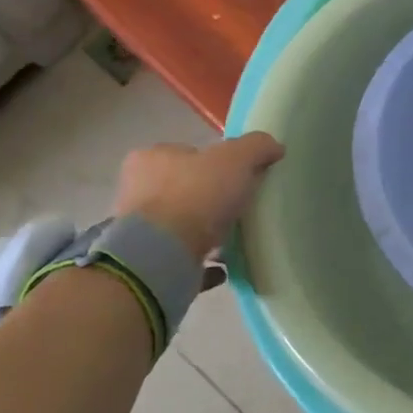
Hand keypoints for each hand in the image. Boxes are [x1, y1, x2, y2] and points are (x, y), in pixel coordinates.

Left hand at [113, 133, 284, 258]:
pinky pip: (183, 257)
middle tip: (239, 206)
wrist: (163, 255)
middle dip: (210, 198)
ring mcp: (140, 230)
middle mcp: (138, 191)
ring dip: (206, 231)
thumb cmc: (195, 195)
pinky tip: (224, 265)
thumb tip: (274, 147)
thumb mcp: (235, 159)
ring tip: (236, 237)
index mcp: (151, 158)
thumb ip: (257, 147)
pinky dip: (204, 260)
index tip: (238, 176)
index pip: (187, 153)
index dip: (214, 162)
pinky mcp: (149, 261)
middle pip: (184, 189)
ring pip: (181, 224)